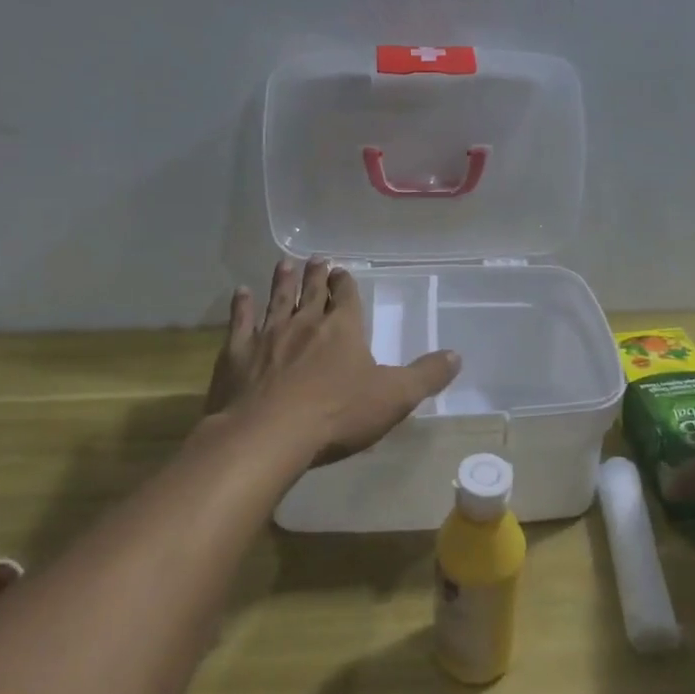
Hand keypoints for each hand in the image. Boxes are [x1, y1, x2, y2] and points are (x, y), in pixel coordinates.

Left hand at [203, 258, 460, 468]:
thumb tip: (457, 355)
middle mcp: (305, 323)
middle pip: (312, 292)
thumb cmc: (337, 414)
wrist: (269, 435)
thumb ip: (426, 376)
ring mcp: (268, 335)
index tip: (342, 270)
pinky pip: (240, 322)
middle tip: (316, 258)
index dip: (345, 283)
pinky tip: (241, 293)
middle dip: (316, 274)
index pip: (346, 298)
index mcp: (343, 329)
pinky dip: (241, 306)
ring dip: (282, 281)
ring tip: (284, 263)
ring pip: (277, 300)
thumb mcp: (394, 398)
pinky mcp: (237, 353)